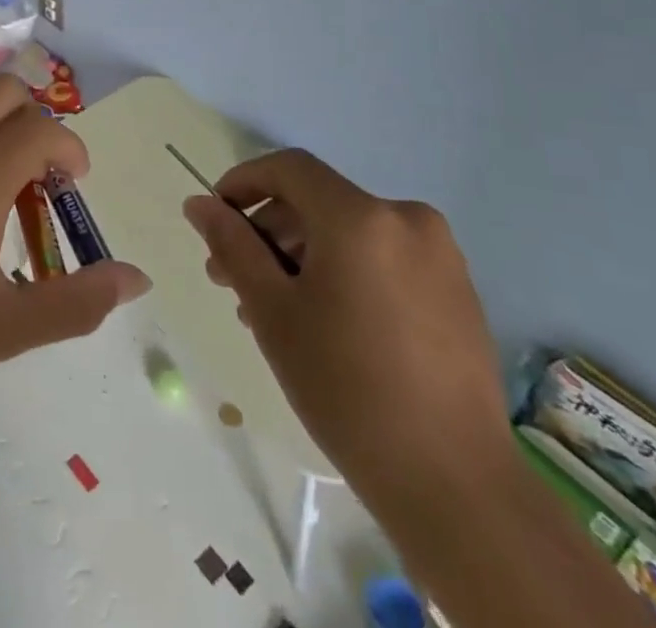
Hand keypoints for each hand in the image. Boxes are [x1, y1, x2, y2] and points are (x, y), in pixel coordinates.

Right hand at [183, 150, 512, 508]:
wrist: (456, 487)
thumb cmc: (347, 389)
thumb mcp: (273, 312)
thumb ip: (233, 246)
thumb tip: (199, 204)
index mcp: (361, 217)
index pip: (289, 168)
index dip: (244, 181)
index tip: (216, 217)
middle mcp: (406, 217)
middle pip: (318, 201)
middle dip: (268, 231)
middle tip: (232, 279)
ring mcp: (439, 254)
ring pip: (350, 230)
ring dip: (303, 254)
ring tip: (275, 308)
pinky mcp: (457, 288)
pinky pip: (383, 256)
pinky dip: (345, 269)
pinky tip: (325, 319)